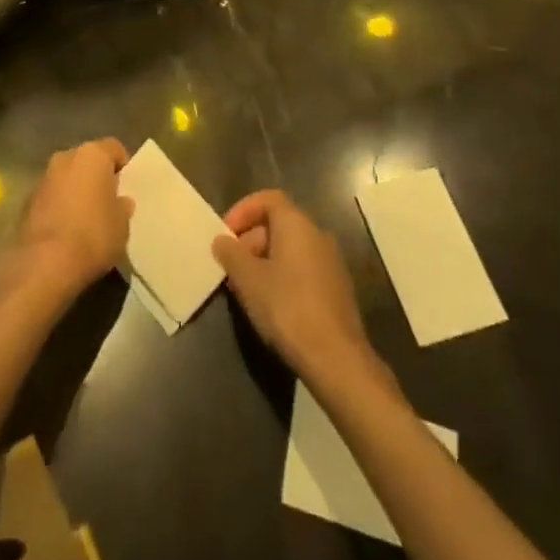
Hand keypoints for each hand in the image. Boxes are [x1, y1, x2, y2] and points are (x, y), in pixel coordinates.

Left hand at [11, 139, 132, 301]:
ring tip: (87, 220)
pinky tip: (67, 231)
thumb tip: (120, 201)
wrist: (44, 262)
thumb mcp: (122, 225)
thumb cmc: (92, 235)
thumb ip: (122, 207)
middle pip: (88, 160)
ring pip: (67, 178)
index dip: (124, 166)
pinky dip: (60, 207)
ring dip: (76, 191)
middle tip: (108, 202)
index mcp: (92, 154)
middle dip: (97, 177)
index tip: (128, 187)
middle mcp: (65, 157)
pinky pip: (52, 196)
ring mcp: (43, 177)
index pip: (114, 148)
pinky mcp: (27, 200)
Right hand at [212, 190, 373, 380]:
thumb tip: (222, 240)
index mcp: (297, 224)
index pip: (268, 199)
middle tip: (231, 266)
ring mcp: (331, 263)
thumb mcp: (248, 280)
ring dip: (264, 260)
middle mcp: (317, 235)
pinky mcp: (337, 289)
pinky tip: (269, 304)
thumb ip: (231, 253)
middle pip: (278, 223)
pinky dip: (282, 276)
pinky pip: (303, 269)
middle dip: (250, 240)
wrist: (337, 360)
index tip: (225, 234)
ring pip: (290, 249)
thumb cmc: (287, 308)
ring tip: (245, 288)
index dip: (243, 211)